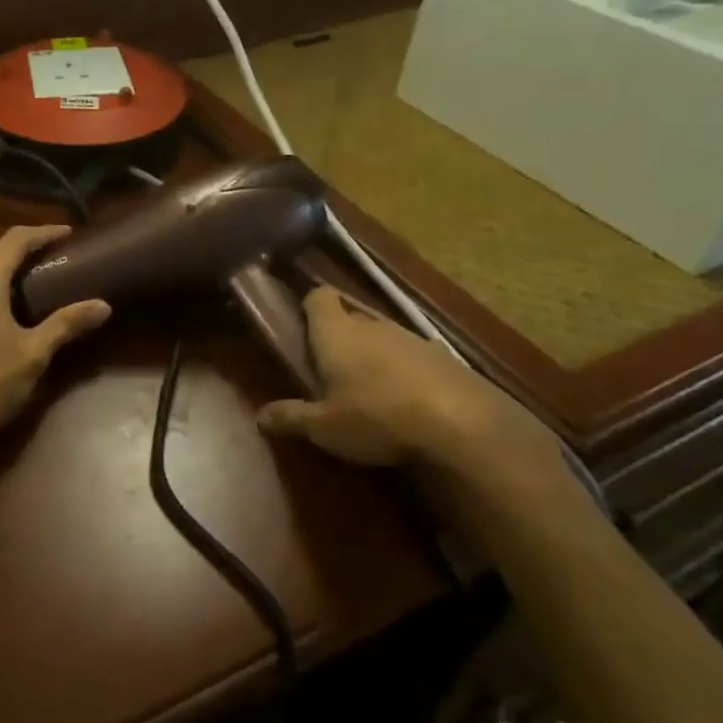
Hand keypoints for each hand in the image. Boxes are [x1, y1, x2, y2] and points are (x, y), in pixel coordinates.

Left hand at [0, 225, 112, 460]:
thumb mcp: (34, 353)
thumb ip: (67, 323)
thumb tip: (103, 306)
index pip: (15, 240)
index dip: (43, 233)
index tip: (69, 234)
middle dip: (26, 246)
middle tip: (57, 252)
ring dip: (8, 263)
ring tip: (38, 272)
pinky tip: (9, 299)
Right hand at [256, 288, 558, 476]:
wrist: (463, 423)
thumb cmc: (376, 415)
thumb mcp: (325, 427)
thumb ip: (291, 417)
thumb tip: (259, 416)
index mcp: (336, 332)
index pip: (318, 296)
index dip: (309, 306)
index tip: (302, 327)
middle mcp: (371, 325)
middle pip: (349, 316)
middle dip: (339, 336)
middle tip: (329, 369)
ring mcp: (411, 337)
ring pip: (382, 336)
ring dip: (373, 354)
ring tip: (368, 390)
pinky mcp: (443, 357)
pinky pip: (412, 356)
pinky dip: (405, 371)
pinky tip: (407, 402)